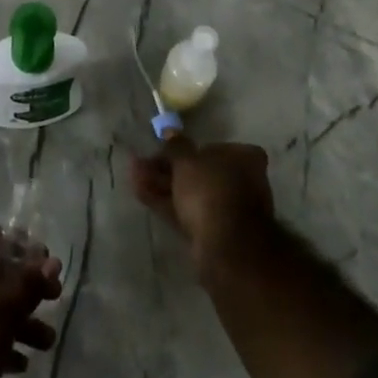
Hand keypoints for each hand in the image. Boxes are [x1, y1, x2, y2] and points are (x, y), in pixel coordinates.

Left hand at [0, 225, 62, 377]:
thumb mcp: (4, 311)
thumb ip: (28, 284)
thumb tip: (52, 259)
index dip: (19, 243)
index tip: (44, 261)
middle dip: (28, 286)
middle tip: (55, 298)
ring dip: (21, 321)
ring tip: (47, 342)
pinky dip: (2, 344)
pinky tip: (19, 365)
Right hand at [131, 136, 274, 269]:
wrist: (227, 247)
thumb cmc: (211, 190)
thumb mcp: (187, 160)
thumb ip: (176, 146)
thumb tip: (170, 131)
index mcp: (244, 158)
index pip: (212, 146)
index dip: (185, 147)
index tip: (163, 148)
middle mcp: (241, 182)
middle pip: (197, 171)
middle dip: (166, 168)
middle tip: (141, 163)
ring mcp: (227, 209)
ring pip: (189, 192)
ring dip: (161, 183)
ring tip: (133, 175)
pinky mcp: (212, 231)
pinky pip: (186, 210)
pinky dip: (165, 202)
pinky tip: (139, 192)